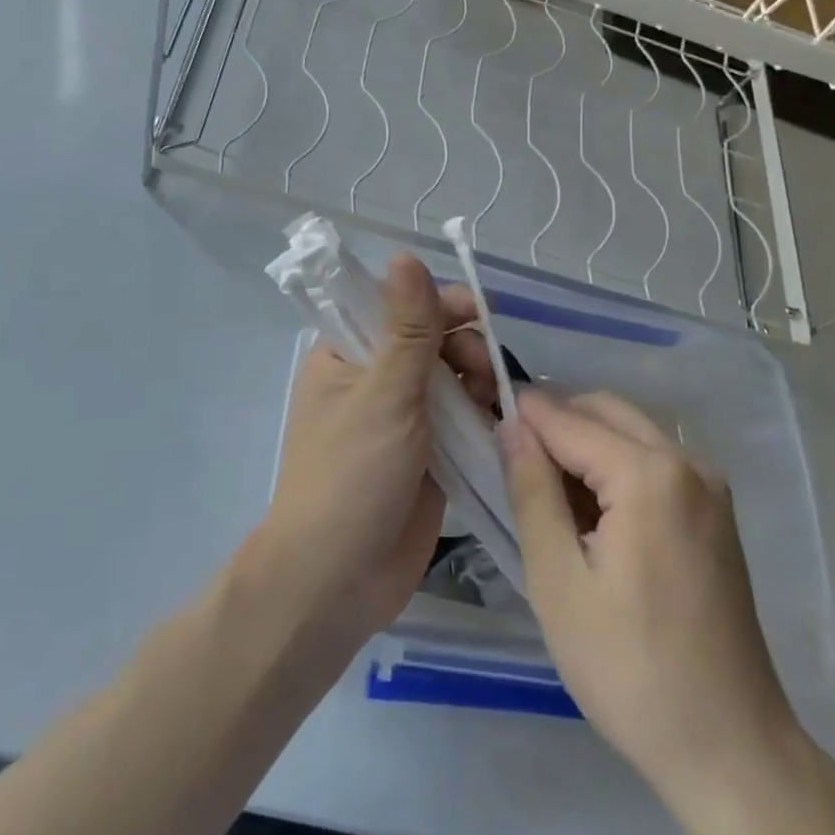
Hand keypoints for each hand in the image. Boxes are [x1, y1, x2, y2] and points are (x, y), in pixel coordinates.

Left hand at [256, 256, 497, 643]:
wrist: (337, 580)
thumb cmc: (351, 474)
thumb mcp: (383, 393)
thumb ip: (406, 327)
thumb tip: (405, 255)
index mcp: (346, 354)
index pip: (395, 305)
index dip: (437, 301)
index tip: (477, 310)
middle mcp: (372, 379)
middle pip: (430, 339)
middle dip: (462, 343)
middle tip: (482, 366)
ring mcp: (401, 418)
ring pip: (449, 378)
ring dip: (475, 378)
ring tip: (490, 396)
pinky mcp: (427, 454)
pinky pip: (459, 418)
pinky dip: (479, 413)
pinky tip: (497, 419)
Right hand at [496, 389, 798, 798]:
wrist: (731, 750)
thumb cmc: (631, 670)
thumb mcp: (558, 581)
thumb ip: (531, 490)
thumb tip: (510, 424)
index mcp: (649, 474)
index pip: (567, 419)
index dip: (520, 416)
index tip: (480, 420)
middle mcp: (686, 461)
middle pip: (603, 410)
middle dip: (554, 422)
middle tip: (510, 463)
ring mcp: (708, 484)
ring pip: (628, 429)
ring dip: (583, 442)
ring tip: (546, 493)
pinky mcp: (715, 509)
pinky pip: (652, 458)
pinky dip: (614, 464)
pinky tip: (591, 514)